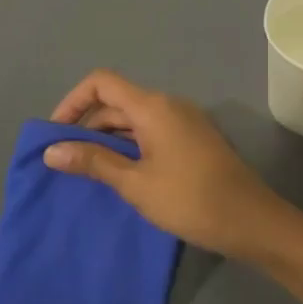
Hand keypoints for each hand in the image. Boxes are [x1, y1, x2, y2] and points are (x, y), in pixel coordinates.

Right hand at [43, 70, 296, 258]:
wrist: (251, 220)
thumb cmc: (189, 200)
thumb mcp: (135, 183)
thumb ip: (93, 162)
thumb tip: (51, 150)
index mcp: (153, 106)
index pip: (101, 83)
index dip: (73, 101)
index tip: (56, 134)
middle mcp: (169, 105)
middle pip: (117, 101)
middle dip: (87, 125)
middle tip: (66, 161)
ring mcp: (185, 122)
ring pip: (135, 119)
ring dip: (108, 139)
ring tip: (88, 172)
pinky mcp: (194, 140)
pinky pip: (153, 132)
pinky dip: (130, 146)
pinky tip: (121, 174)